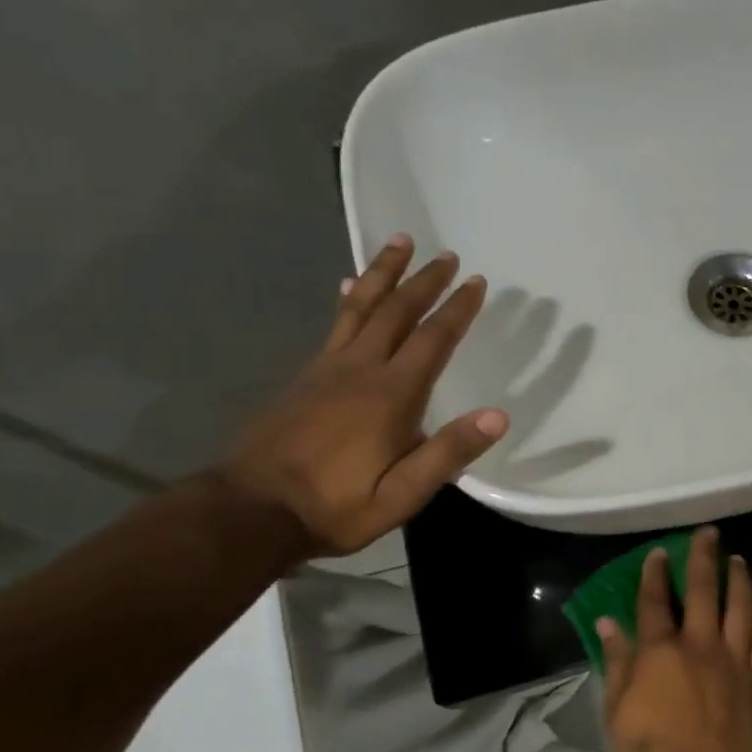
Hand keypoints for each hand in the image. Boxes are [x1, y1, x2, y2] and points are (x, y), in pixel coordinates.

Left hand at [218, 235, 507, 555]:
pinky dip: (349, 299)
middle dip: (423, 280)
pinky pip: (335, 324)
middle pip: (396, 311)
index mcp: (390, 396)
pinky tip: (348, 287)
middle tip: (445, 254)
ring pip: (359, 306)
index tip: (476, 281)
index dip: (456, 309)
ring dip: (382, 272)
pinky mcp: (305, 377)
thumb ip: (448, 453)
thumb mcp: (403, 494)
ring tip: (399, 242)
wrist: (254, 510)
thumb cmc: (337, 506)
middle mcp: (359, 369)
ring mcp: (327, 369)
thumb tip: (498, 416)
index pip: (431, 340)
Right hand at [597, 527, 751, 751]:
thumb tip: (608, 622)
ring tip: (738, 560)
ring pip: (740, 606)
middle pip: (702, 590)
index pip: (654, 601)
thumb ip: (617, 661)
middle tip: (708, 534)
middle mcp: (698, 645)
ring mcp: (731, 659)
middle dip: (703, 557)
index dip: (654, 573)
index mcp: (659, 652)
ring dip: (739, 578)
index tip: (659, 552)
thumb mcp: (617, 710)